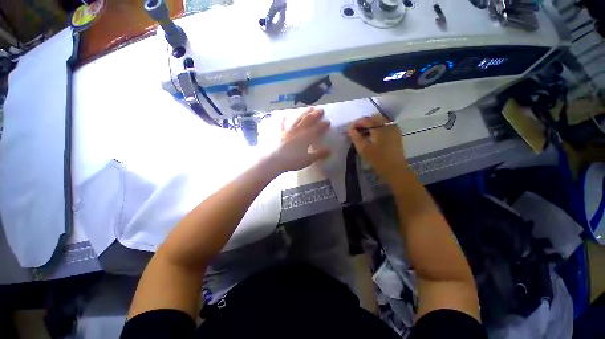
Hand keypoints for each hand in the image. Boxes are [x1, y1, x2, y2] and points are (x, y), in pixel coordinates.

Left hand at [268, 108, 330, 172]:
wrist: (276, 160)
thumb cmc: (293, 161)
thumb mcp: (308, 159)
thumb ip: (319, 154)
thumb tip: (329, 151)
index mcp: (307, 136)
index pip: (317, 128)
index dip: (323, 125)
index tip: (328, 121)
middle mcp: (299, 130)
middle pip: (308, 120)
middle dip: (315, 114)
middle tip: (320, 110)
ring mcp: (289, 130)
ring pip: (298, 119)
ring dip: (304, 113)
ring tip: (309, 108)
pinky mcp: (280, 133)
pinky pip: (282, 124)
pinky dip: (283, 119)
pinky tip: (284, 114)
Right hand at [347, 115, 406, 183]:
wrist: (395, 170)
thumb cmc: (378, 160)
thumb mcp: (363, 149)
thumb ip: (356, 137)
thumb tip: (349, 128)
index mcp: (381, 128)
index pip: (366, 120)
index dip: (356, 123)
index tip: (349, 129)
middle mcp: (389, 125)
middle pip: (374, 118)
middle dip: (363, 123)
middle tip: (355, 131)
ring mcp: (394, 129)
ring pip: (380, 121)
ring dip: (370, 125)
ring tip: (362, 133)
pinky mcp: (396, 134)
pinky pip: (384, 126)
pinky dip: (376, 128)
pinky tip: (371, 135)